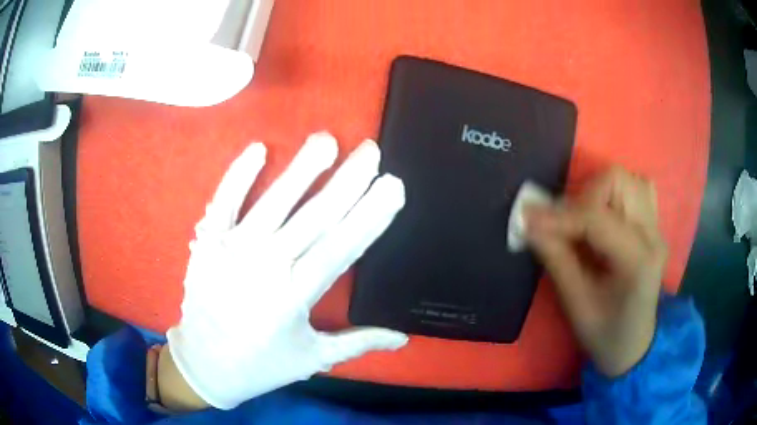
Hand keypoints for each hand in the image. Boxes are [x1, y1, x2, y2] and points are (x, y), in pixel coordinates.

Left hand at [164, 133, 408, 409]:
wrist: (204, 365)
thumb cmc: (261, 364)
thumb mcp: (313, 358)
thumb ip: (359, 343)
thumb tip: (403, 339)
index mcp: (295, 296)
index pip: (342, 246)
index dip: (370, 215)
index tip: (392, 185)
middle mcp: (266, 267)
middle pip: (314, 216)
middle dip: (347, 180)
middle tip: (371, 151)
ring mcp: (232, 250)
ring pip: (273, 202)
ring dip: (301, 168)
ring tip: (326, 140)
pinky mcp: (207, 243)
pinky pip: (223, 202)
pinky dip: (238, 175)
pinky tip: (258, 149)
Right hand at [525, 168, 666, 376]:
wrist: (635, 345)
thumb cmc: (606, 335)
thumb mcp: (577, 305)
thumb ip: (557, 260)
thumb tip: (529, 224)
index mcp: (638, 261)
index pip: (598, 218)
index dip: (559, 215)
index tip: (527, 218)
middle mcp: (653, 235)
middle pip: (619, 181)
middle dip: (583, 196)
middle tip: (562, 224)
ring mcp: (656, 227)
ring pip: (627, 179)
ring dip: (598, 192)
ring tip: (582, 220)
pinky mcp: (653, 226)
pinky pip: (637, 189)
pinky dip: (614, 194)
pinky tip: (603, 216)